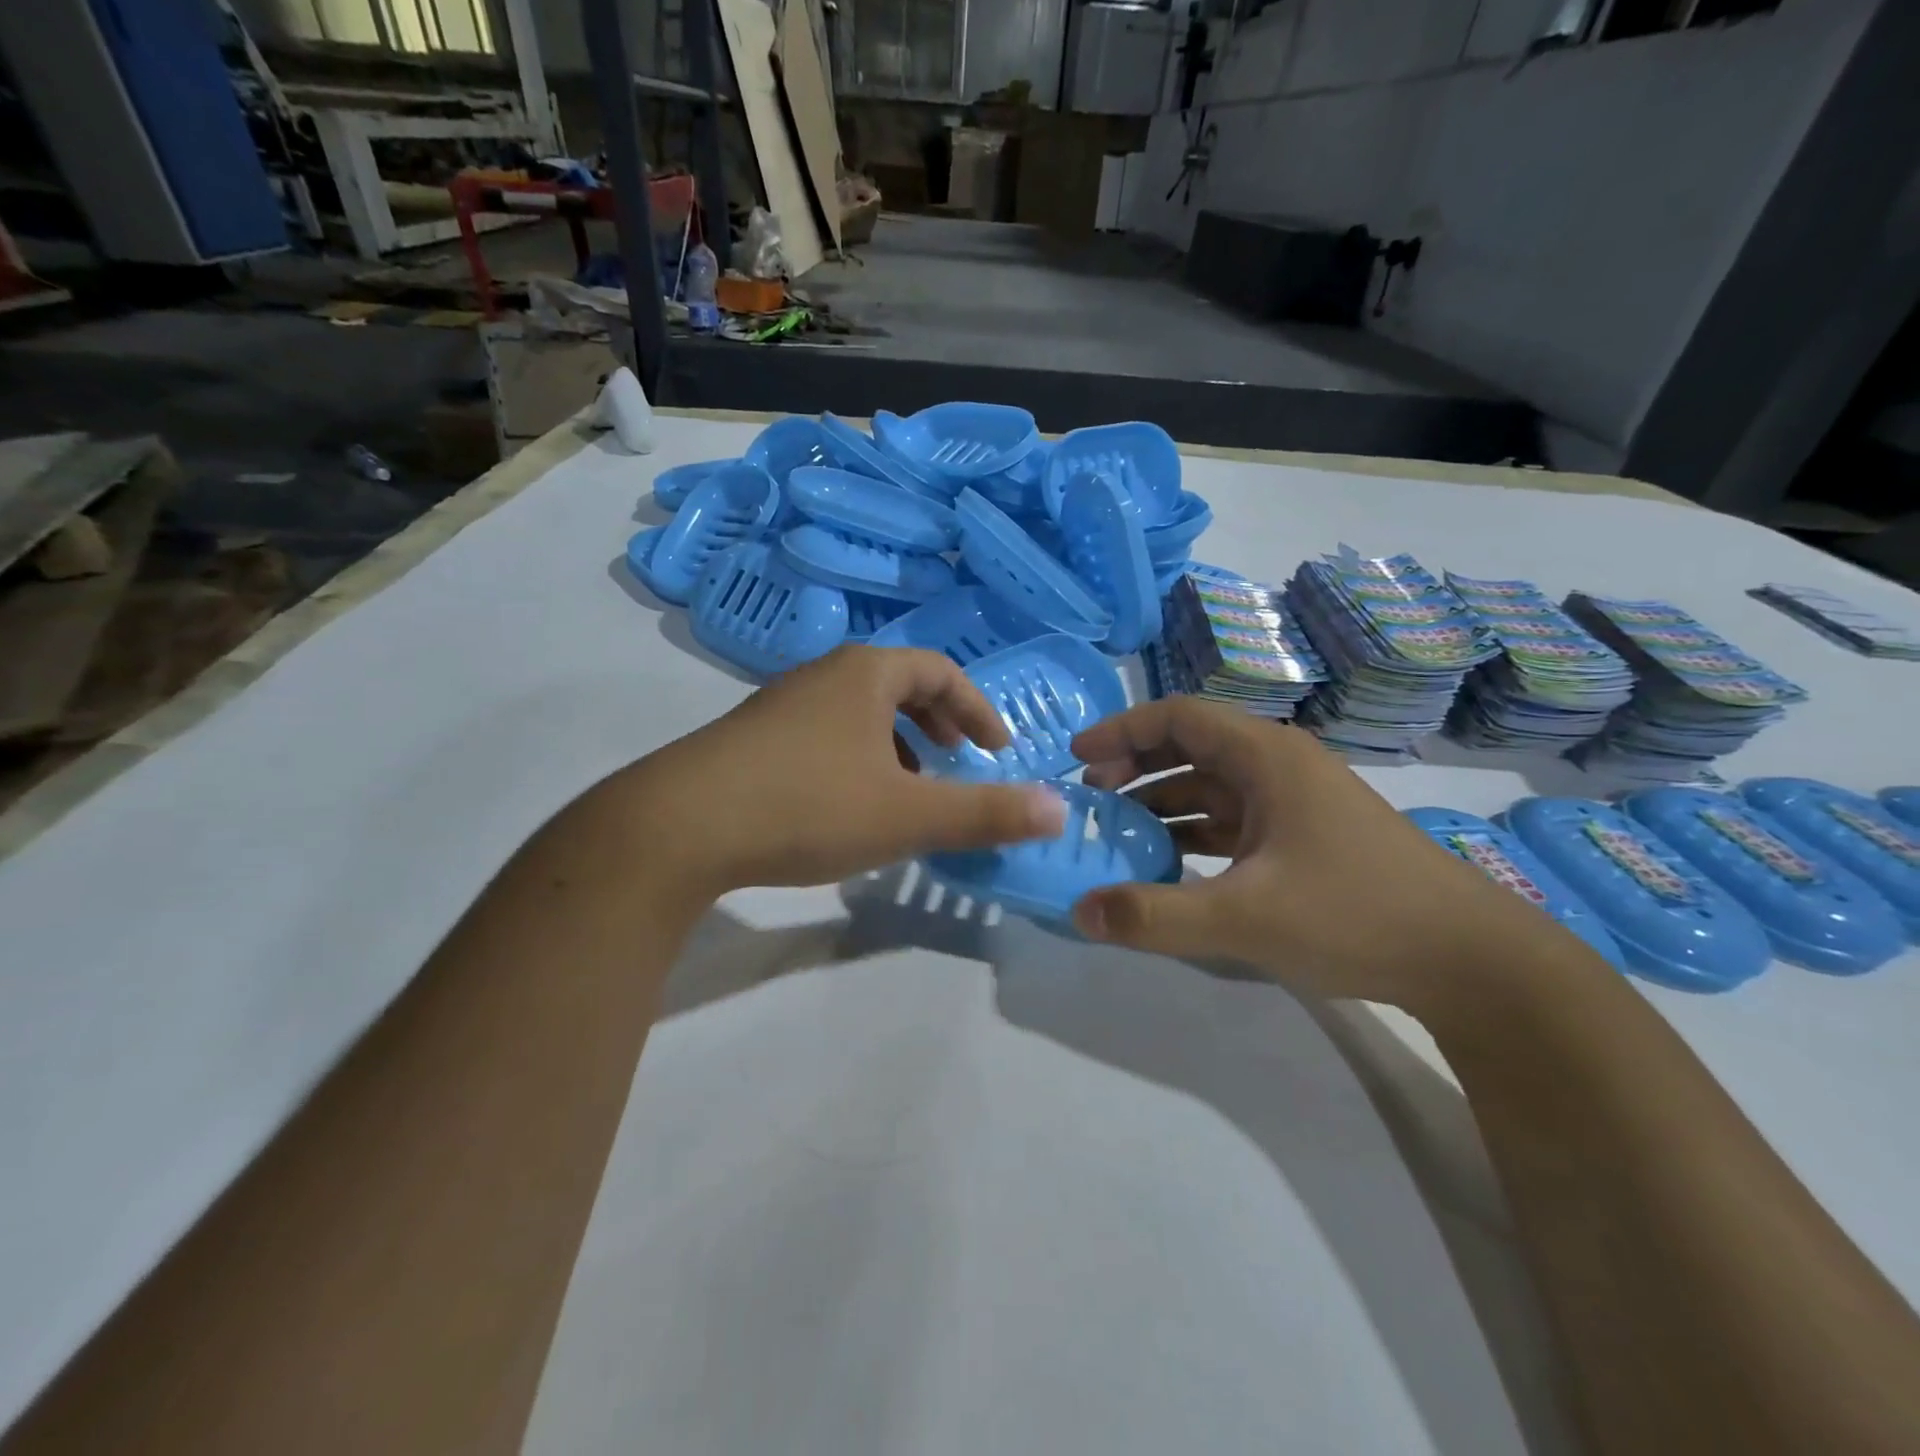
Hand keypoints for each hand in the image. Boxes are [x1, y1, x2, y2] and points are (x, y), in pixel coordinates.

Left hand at [624, 645, 1066, 893]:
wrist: (678, 827)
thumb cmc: (808, 805)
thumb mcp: (909, 815)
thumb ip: (986, 812)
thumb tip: (1060, 809)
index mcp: (866, 674)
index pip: (940, 671)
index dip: (979, 709)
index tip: (998, 749)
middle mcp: (823, 676)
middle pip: (898, 685)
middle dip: (938, 722)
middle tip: (958, 760)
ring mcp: (781, 705)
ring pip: (858, 713)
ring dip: (896, 744)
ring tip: (908, 790)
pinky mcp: (751, 738)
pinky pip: (824, 735)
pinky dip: (856, 758)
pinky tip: (847, 806)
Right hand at [1069, 697, 1572, 1006]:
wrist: (1469, 959)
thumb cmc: (1355, 914)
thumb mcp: (1245, 918)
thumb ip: (1154, 915)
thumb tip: (1078, 910)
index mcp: (1266, 756)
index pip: (1178, 716)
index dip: (1122, 730)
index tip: (1077, 758)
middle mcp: (1277, 766)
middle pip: (1190, 747)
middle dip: (1134, 767)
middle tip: (1091, 800)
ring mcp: (1293, 803)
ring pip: (1209, 787)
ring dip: (1160, 804)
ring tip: (1118, 835)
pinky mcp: (1303, 838)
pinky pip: (1231, 821)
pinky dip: (1192, 834)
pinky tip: (1167, 866)